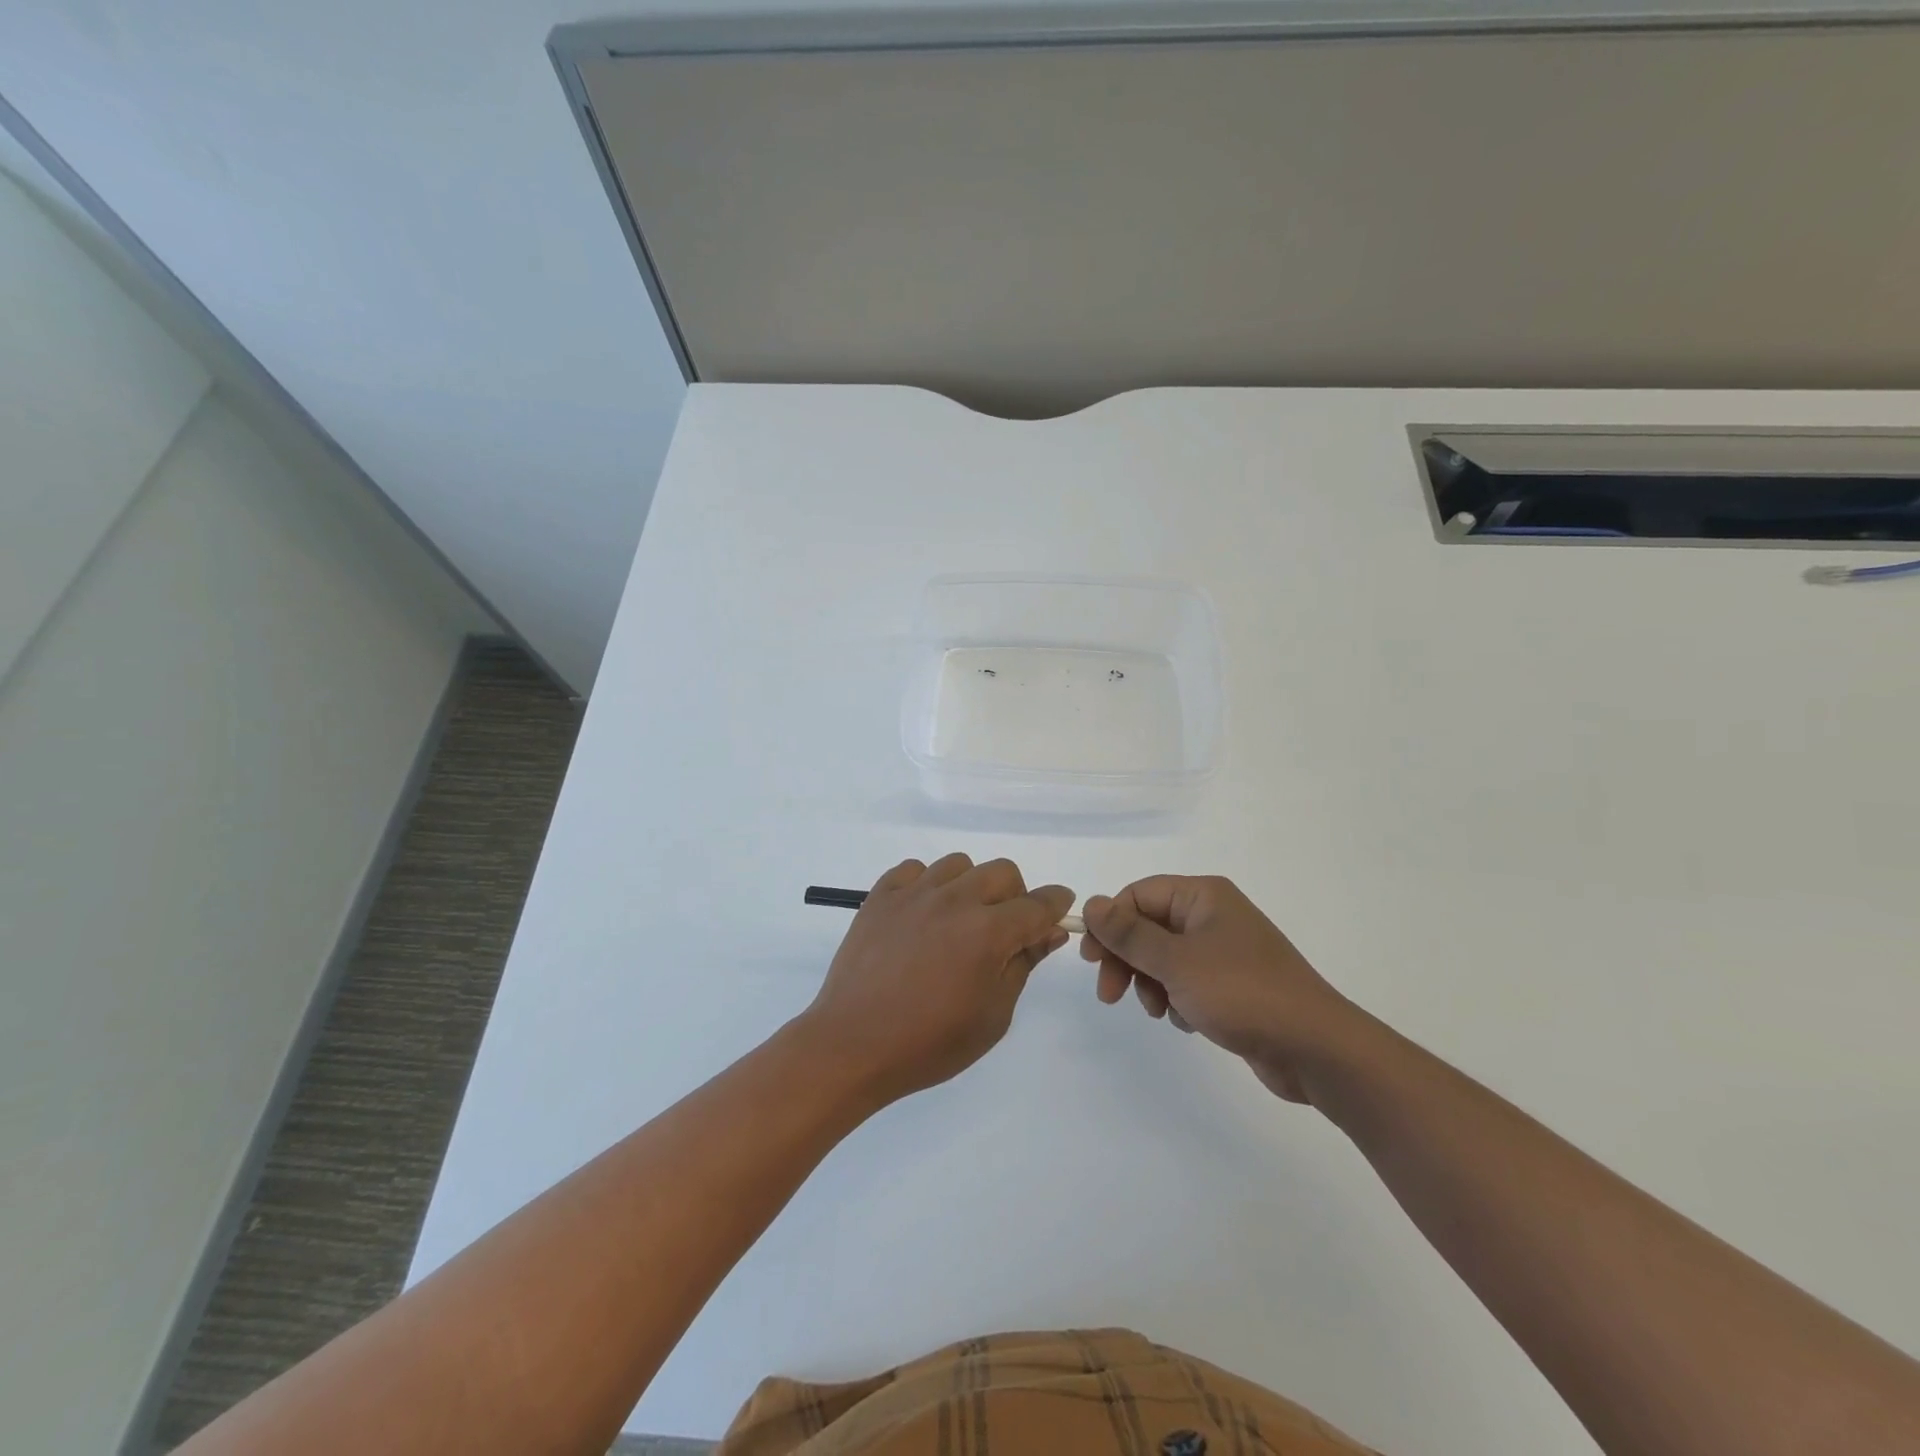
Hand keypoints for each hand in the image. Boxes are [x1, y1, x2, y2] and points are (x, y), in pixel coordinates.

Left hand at [799, 854, 1073, 1107]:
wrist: (853, 1045)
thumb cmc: (930, 1042)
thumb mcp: (993, 1015)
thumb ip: (1023, 965)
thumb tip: (1048, 932)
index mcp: (988, 932)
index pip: (1038, 904)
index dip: (1056, 903)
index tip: (1060, 908)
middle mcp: (955, 900)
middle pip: (1002, 872)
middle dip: (1016, 895)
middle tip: (1004, 929)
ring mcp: (914, 893)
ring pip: (959, 865)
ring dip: (971, 886)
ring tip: (958, 921)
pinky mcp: (881, 895)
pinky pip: (914, 869)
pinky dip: (926, 884)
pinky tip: (921, 914)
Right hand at [1081, 876, 1365, 1103]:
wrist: (1316, 1048)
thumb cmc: (1242, 993)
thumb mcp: (1176, 962)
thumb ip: (1129, 934)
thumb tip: (1091, 903)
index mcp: (1203, 896)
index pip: (1138, 895)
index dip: (1110, 924)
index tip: (1091, 960)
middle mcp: (1212, 915)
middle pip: (1148, 926)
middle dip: (1127, 959)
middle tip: (1110, 994)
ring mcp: (1224, 950)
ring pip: (1164, 957)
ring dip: (1151, 983)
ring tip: (1160, 1011)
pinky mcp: (1232, 984)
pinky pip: (1186, 981)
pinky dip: (1177, 998)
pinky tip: (1187, 1021)